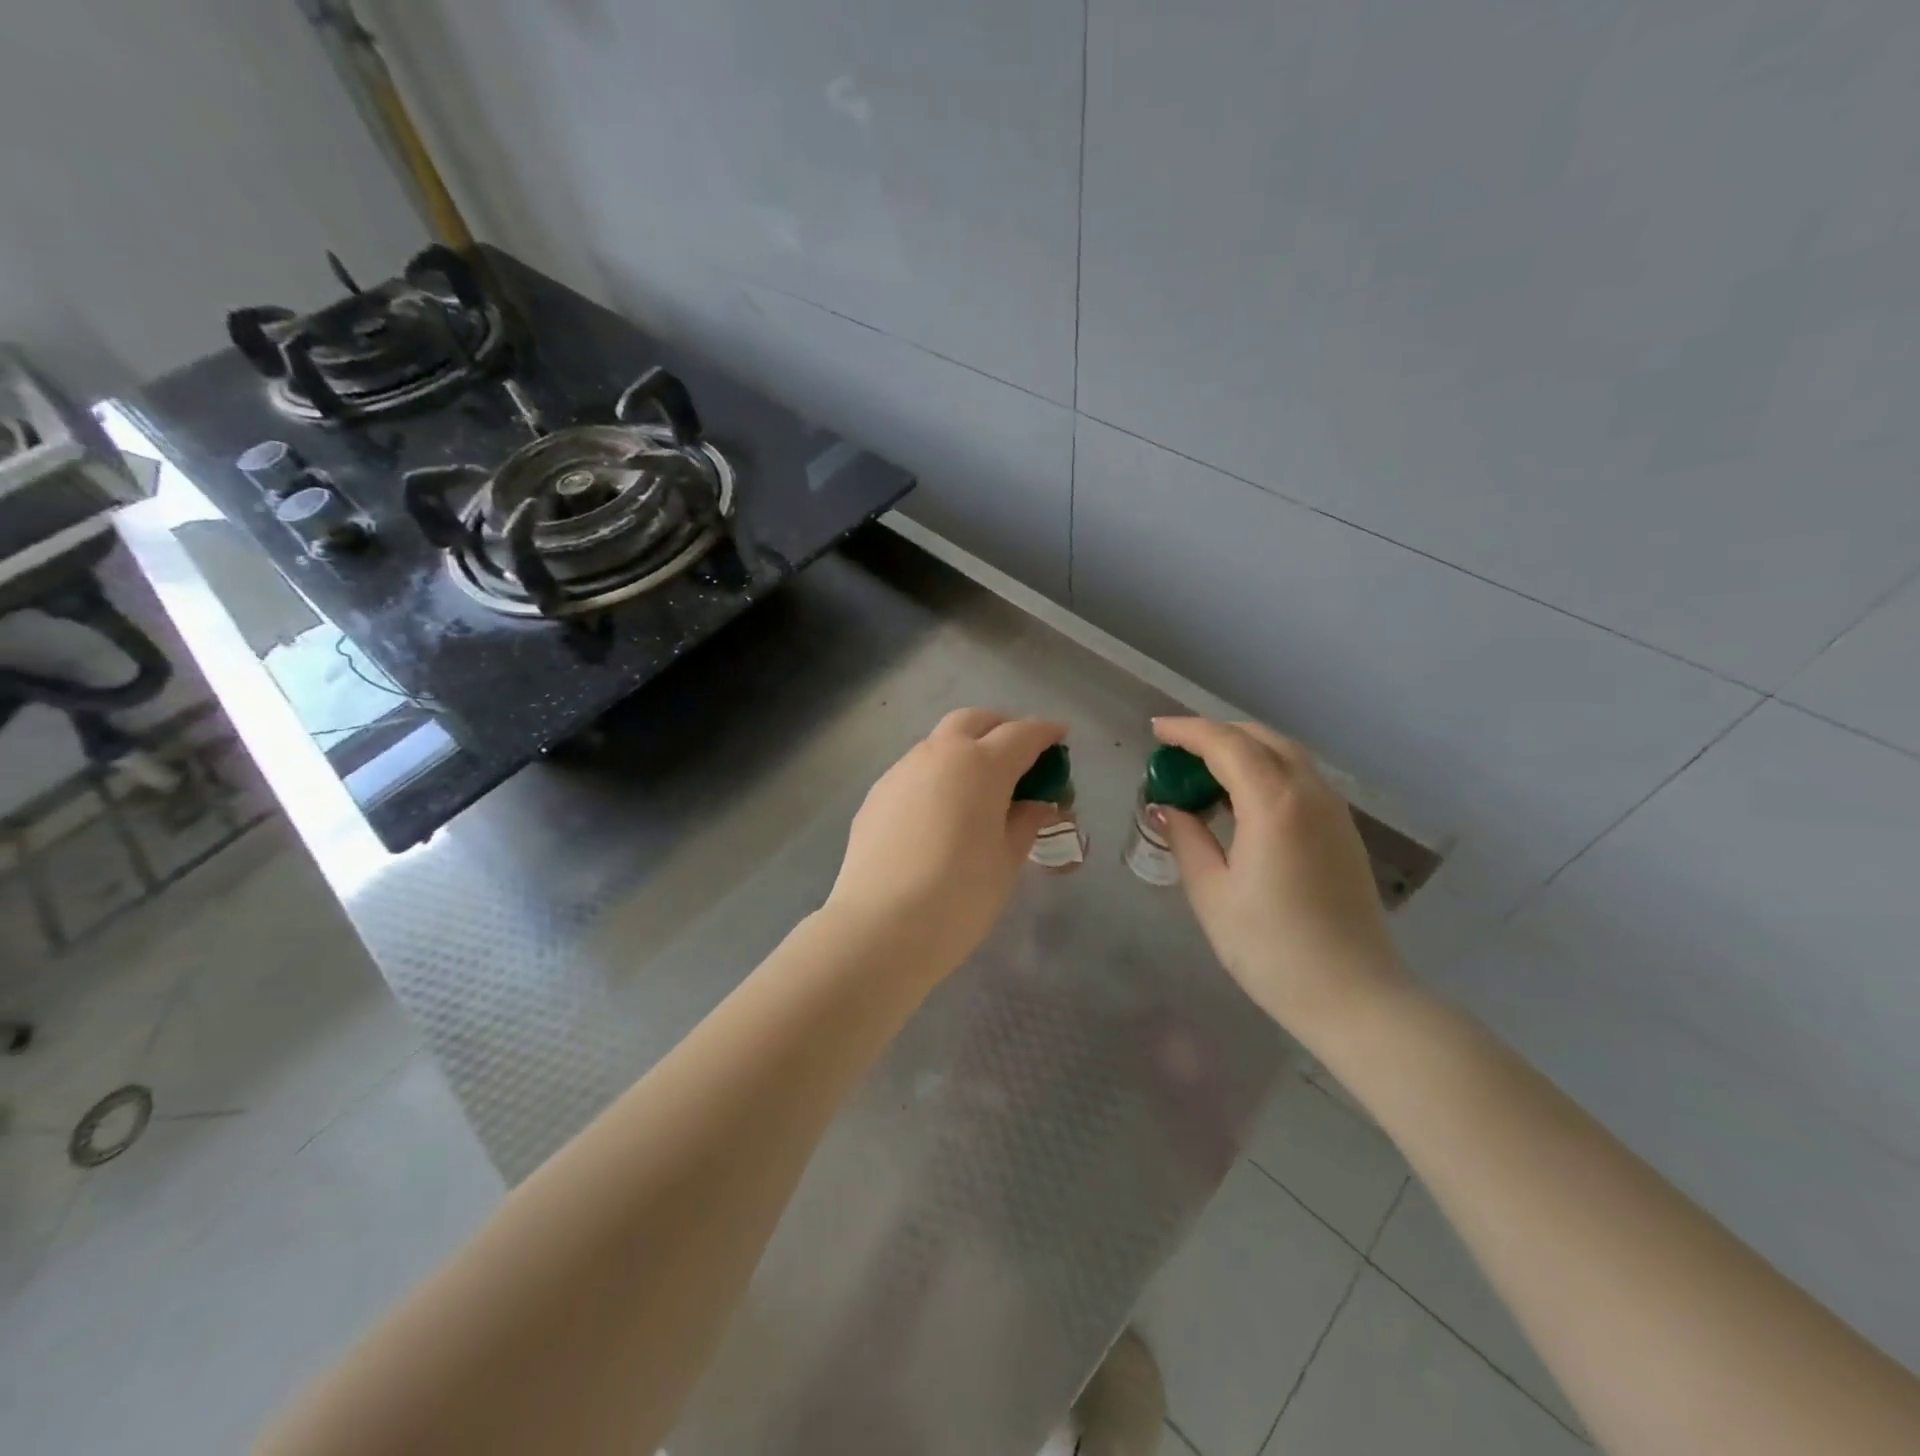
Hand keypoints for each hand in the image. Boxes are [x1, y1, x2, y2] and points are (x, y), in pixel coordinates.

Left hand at [826, 709, 1065, 977]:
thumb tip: (1038, 804)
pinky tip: (941, 812)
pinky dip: (937, 776)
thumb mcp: (1006, 861)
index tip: (1061, 735)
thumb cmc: (959, 896)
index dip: (1046, 732)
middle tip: (1019, 754)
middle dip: (1001, 727)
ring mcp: (901, 772)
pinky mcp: (877, 795)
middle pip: (974, 721)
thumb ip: (1025, 822)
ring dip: (965, 750)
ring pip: (939, 742)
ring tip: (979, 787)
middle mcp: (939, 755)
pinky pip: (915, 771)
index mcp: (980, 765)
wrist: (879, 927)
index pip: (1022, 734)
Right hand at [1152, 717, 1408, 1035]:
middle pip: (1261, 738)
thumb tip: (1167, 807)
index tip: (1156, 731)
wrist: (1353, 996)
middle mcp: (1310, 793)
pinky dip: (1266, 770)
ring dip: (1243, 750)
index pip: (1226, 744)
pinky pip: (1300, 778)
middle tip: (1176, 751)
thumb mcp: (1212, 893)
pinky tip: (1242, 799)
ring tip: (1204, 772)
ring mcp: (1334, 811)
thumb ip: (1186, 838)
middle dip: (1216, 734)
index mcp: (1275, 804)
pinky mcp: (1343, 831)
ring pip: (1286, 755)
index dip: (1187, 731)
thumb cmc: (1271, 948)